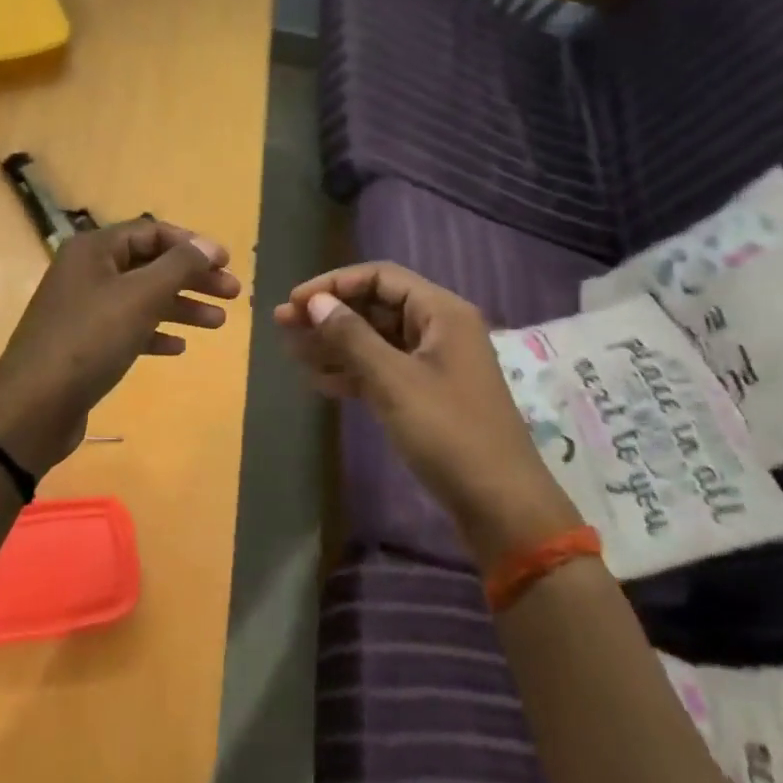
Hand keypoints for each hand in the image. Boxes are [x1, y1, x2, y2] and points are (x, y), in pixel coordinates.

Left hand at [0, 221, 241, 473]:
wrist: (34, 405)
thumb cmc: (90, 339)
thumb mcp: (140, 296)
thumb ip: (179, 266)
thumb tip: (208, 246)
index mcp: (94, 250)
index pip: (152, 232)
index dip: (192, 245)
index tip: (226, 263)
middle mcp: (87, 272)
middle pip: (150, 265)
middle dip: (193, 278)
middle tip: (232, 294)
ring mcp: (84, 309)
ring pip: (142, 298)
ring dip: (181, 307)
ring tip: (218, 323)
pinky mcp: (85, 343)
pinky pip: (128, 328)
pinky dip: (155, 332)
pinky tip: (179, 347)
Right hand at [275, 262, 579, 564]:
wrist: (499, 505)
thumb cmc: (449, 433)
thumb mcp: (394, 381)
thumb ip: (351, 337)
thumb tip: (315, 302)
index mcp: (441, 312)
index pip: (380, 277)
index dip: (334, 284)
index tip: (295, 302)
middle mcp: (439, 329)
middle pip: (376, 307)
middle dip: (330, 314)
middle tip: (282, 326)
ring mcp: (433, 364)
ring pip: (376, 340)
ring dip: (335, 344)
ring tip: (291, 352)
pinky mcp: (426, 395)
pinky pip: (383, 370)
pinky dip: (352, 372)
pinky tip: (318, 381)